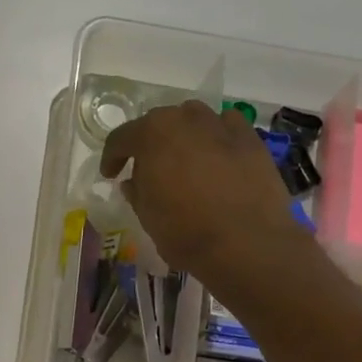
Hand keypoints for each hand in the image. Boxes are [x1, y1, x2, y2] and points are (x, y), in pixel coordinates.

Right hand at [101, 100, 306, 289]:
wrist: (248, 243)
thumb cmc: (186, 232)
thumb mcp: (148, 217)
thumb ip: (136, 192)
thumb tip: (133, 182)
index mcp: (152, 134)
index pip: (121, 138)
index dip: (112, 157)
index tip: (110, 174)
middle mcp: (185, 119)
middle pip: (159, 124)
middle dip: (149, 144)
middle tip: (148, 169)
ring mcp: (221, 124)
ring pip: (193, 121)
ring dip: (183, 137)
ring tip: (184, 162)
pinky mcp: (250, 138)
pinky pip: (226, 128)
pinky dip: (216, 138)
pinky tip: (217, 158)